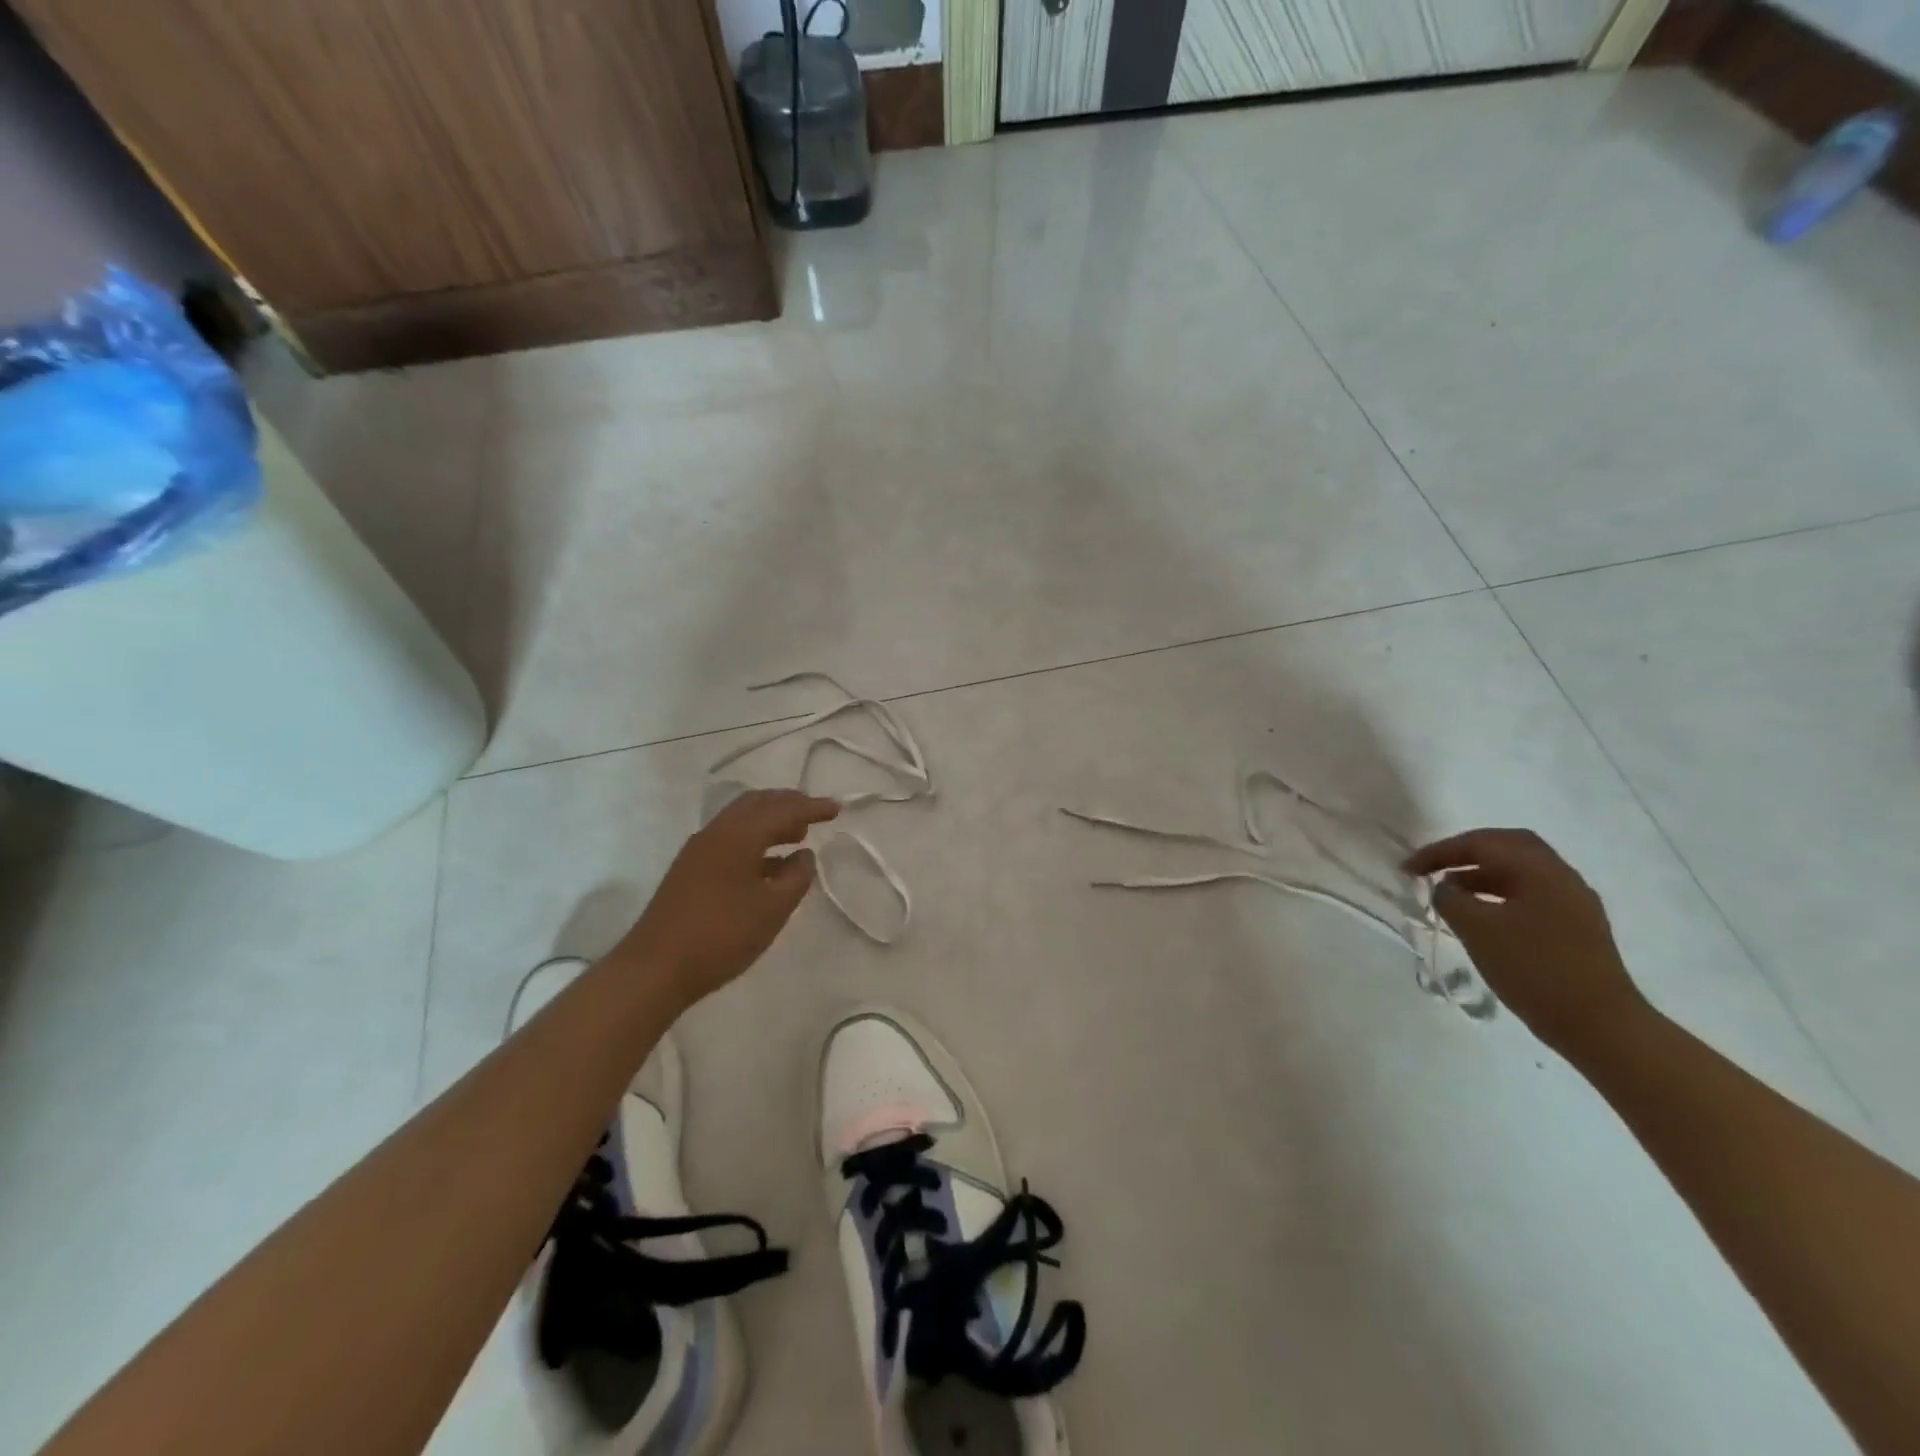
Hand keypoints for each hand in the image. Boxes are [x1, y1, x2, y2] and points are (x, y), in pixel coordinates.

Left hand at [616, 789, 839, 1007]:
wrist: (655, 968)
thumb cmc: (721, 935)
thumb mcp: (773, 909)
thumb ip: (796, 877)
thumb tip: (804, 855)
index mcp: (738, 835)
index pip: (783, 810)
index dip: (812, 808)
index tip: (837, 809)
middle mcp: (716, 832)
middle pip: (756, 803)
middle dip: (788, 803)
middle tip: (815, 812)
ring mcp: (698, 850)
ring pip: (740, 819)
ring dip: (770, 820)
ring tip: (796, 834)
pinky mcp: (689, 869)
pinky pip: (729, 838)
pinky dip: (754, 838)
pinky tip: (768, 863)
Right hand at [1405, 828, 1651, 1061]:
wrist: (1600, 1025)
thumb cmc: (1534, 969)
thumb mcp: (1477, 930)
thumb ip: (1450, 899)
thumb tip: (1446, 889)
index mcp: (1539, 870)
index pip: (1481, 843)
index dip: (1439, 851)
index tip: (1408, 869)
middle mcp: (1561, 877)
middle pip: (1508, 847)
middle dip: (1466, 852)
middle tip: (1435, 866)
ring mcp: (1574, 904)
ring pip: (1521, 872)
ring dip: (1482, 875)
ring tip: (1452, 893)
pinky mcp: (1578, 928)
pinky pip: (1531, 895)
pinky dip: (1500, 895)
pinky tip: (1483, 917)